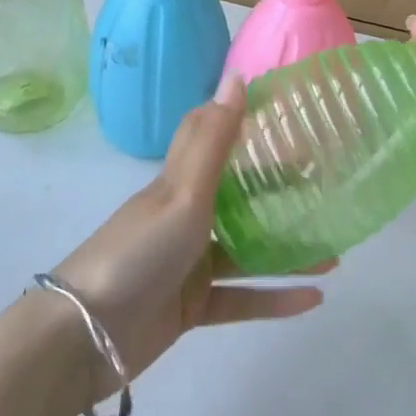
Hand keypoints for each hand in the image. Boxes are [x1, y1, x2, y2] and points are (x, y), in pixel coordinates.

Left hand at [49, 74, 330, 399]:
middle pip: (239, 196)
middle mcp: (185, 216)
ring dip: (287, 249)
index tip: (289, 115)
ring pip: (248, 250)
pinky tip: (314, 299)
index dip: (245, 121)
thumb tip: (237, 75)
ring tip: (334, 250)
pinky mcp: (191, 307)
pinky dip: (275, 298)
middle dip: (279, 190)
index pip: (213, 138)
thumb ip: (214, 139)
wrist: (82, 340)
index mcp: (179, 183)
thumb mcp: (181, 193)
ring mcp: (188, 263)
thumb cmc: (137, 253)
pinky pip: (242, 298)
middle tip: (324, 185)